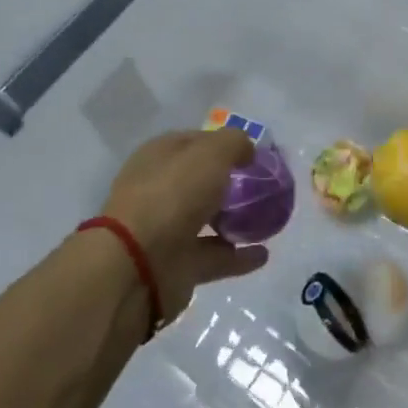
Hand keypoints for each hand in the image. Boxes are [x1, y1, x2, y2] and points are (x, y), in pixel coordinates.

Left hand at [100, 129, 269, 319]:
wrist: (138, 264)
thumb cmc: (173, 194)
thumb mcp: (211, 153)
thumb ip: (234, 143)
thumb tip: (247, 151)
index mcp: (160, 156)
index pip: (195, 142)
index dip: (224, 144)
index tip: (254, 154)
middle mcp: (161, 190)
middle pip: (201, 181)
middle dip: (231, 182)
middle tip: (264, 186)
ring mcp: (168, 229)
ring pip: (208, 218)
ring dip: (235, 219)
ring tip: (269, 218)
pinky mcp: (179, 265)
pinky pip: (216, 256)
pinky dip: (239, 256)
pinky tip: (263, 253)